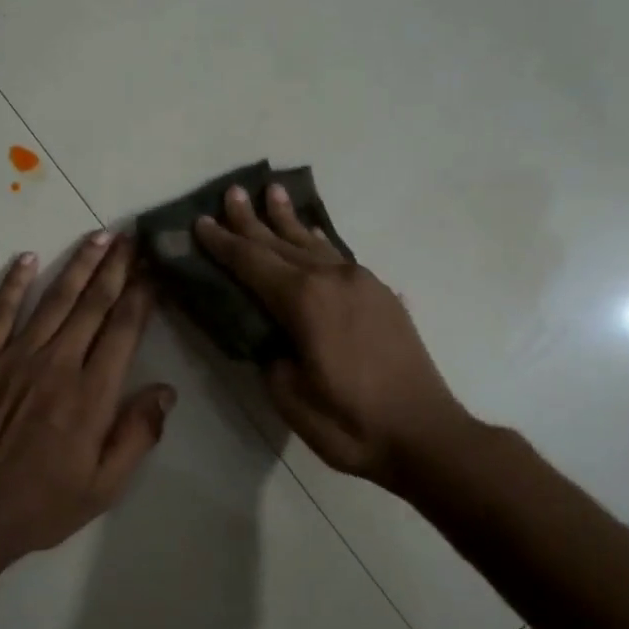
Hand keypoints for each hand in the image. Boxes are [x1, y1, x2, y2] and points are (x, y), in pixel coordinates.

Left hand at [0, 231, 176, 558]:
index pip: (124, 329)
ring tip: (98, 236)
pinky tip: (27, 258)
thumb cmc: (42, 504)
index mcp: (91, 393)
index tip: (153, 268)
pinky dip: (13, 283)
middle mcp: (58, 362)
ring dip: (78, 264)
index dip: (141, 294)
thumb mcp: (104, 486)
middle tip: (131, 236)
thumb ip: (138, 435)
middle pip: (93, 303)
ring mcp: (16, 356)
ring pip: (54, 299)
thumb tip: (165, 390)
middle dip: (116, 267)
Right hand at [194, 183, 474, 489]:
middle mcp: (333, 279)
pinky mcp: (382, 296)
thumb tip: (270, 337)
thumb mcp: (291, 396)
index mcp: (305, 301)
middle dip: (251, 220)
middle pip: (281, 243)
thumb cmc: (351, 424)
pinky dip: (318, 242)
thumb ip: (271, 355)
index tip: (200, 222)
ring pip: (314, 243)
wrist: (427, 437)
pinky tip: (313, 234)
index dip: (223, 243)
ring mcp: (362, 284)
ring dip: (288, 220)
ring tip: (272, 192)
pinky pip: (339, 257)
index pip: (252, 263)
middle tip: (231, 192)